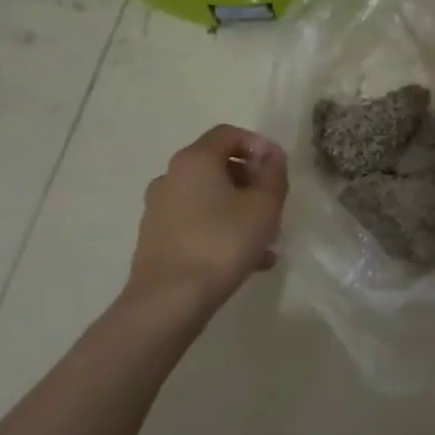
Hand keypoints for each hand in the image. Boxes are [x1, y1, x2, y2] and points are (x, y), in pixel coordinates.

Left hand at [121, 125, 287, 320]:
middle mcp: (171, 177)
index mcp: (194, 160)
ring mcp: (159, 209)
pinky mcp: (156, 239)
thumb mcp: (264, 206)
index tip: (279, 167)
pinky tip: (250, 260)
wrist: (169, 300)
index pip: (228, 134)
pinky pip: (197, 224)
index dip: (258, 144)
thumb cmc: (222, 242)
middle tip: (274, 203)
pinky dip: (222, 231)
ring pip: (208, 198)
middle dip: (250, 180)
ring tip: (267, 238)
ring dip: (239, 209)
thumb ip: (274, 175)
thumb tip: (271, 157)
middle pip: (217, 166)